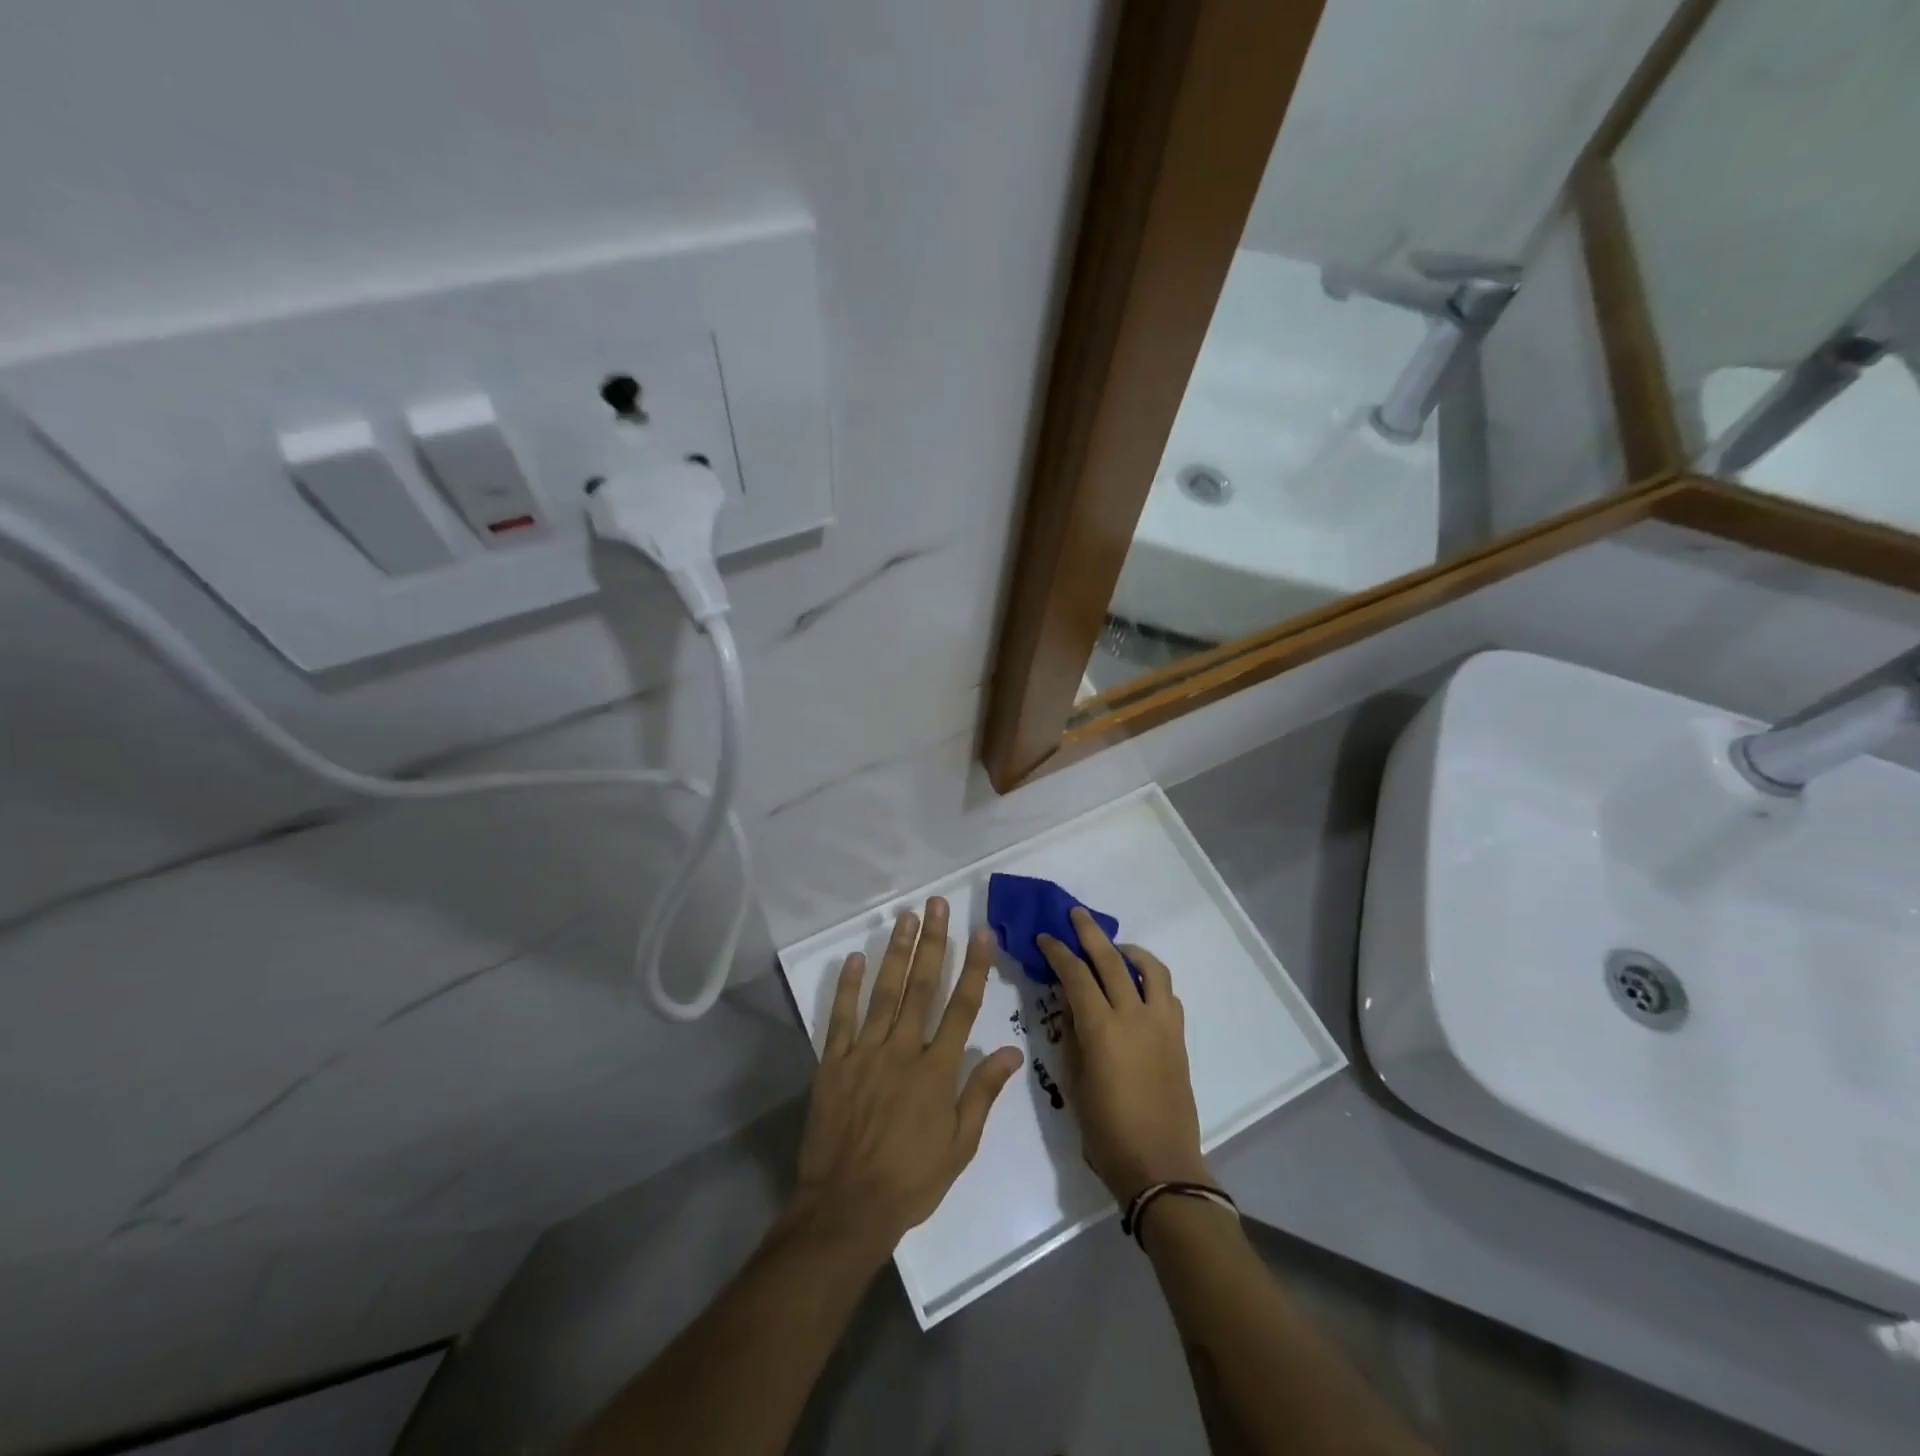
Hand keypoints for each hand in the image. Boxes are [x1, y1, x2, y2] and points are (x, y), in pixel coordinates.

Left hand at [791, 897, 1023, 1263]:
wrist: (847, 1207)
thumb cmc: (911, 1181)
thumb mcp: (960, 1146)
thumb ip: (983, 1093)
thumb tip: (1012, 1052)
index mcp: (936, 1070)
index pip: (961, 1007)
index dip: (973, 967)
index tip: (980, 932)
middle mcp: (902, 1050)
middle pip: (921, 987)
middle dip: (932, 943)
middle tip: (936, 904)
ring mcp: (865, 1053)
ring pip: (883, 992)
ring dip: (895, 952)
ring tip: (905, 918)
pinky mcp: (833, 1063)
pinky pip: (841, 1017)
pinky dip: (847, 986)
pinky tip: (855, 957)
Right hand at [1039, 907, 1209, 1201]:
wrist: (1160, 1166)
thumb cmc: (1106, 1131)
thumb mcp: (1074, 1082)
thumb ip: (1071, 1036)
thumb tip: (1070, 1005)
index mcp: (1102, 1029)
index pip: (1075, 975)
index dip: (1057, 952)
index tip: (1044, 937)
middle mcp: (1134, 1016)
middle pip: (1111, 960)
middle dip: (1090, 933)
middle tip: (1076, 914)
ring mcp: (1162, 1024)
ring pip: (1150, 969)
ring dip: (1129, 951)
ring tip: (1115, 949)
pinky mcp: (1178, 1036)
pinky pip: (1167, 994)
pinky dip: (1150, 979)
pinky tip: (1138, 987)